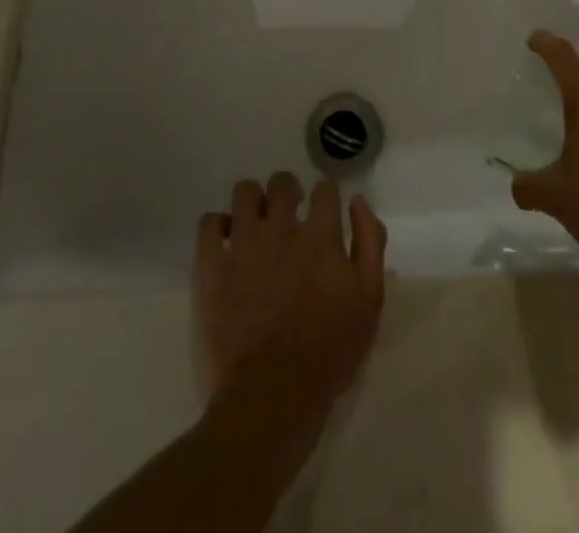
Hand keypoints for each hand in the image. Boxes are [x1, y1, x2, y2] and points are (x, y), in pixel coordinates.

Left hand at [195, 173, 386, 429]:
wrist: (272, 395)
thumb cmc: (329, 352)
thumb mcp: (369, 301)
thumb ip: (369, 243)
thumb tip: (357, 201)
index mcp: (320, 235)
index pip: (325, 189)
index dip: (327, 198)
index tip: (325, 214)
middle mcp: (281, 227)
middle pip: (282, 183)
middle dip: (288, 191)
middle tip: (289, 214)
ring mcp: (243, 243)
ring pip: (244, 192)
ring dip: (253, 201)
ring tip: (255, 224)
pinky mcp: (212, 265)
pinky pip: (209, 223)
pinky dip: (217, 226)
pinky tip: (225, 243)